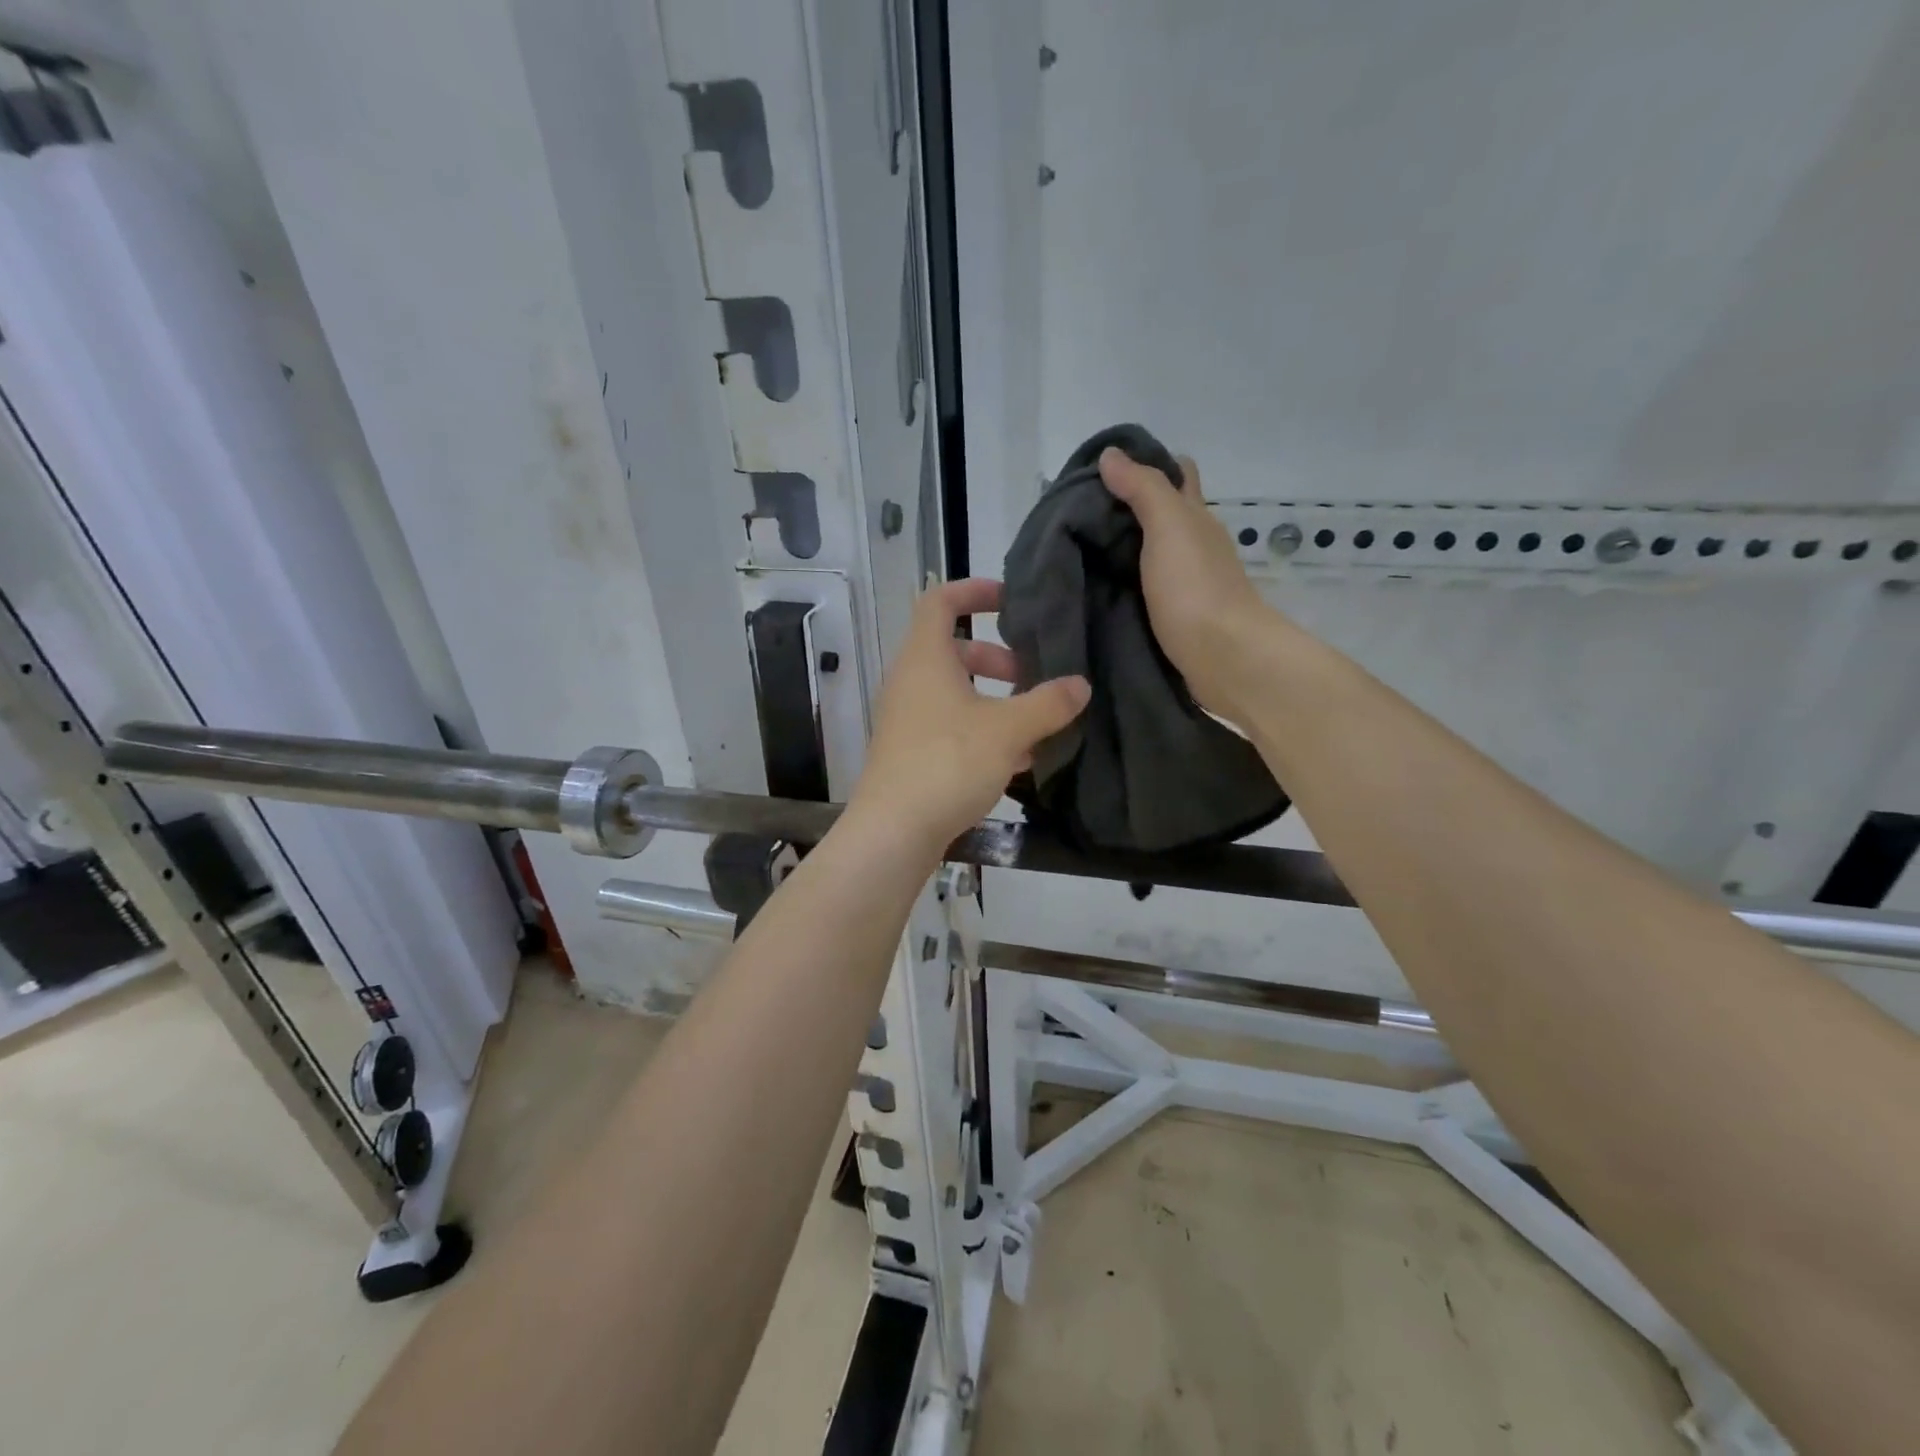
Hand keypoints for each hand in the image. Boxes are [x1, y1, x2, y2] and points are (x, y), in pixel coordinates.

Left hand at [847, 579, 1089, 851]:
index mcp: (925, 659)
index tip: (1009, 599)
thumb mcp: (1008, 729)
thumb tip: (1080, 685)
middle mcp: (909, 683)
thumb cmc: (948, 763)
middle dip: (996, 659)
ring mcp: (906, 720)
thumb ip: (1047, 703)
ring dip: (993, 701)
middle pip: (953, 652)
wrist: (894, 831)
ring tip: (1034, 724)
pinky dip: (981, 732)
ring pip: (954, 695)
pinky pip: (949, 728)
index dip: (973, 591)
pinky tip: (1016, 761)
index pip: (940, 602)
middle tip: (1030, 676)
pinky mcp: (910, 754)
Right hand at [1099, 448, 1274, 717]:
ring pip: (1150, 553)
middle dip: (1125, 508)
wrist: (1223, 658)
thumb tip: (1111, 455)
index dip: (1146, 464)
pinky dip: (1123, 582)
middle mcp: (1194, 545)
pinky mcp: (1174, 616)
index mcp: (1195, 518)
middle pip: (1160, 514)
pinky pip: (1143, 588)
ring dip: (1121, 549)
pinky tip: (1096, 587)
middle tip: (1076, 512)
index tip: (1102, 469)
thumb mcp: (1169, 527)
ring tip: (1075, 548)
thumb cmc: (1196, 587)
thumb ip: (1143, 490)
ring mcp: (1185, 583)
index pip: (1177, 474)